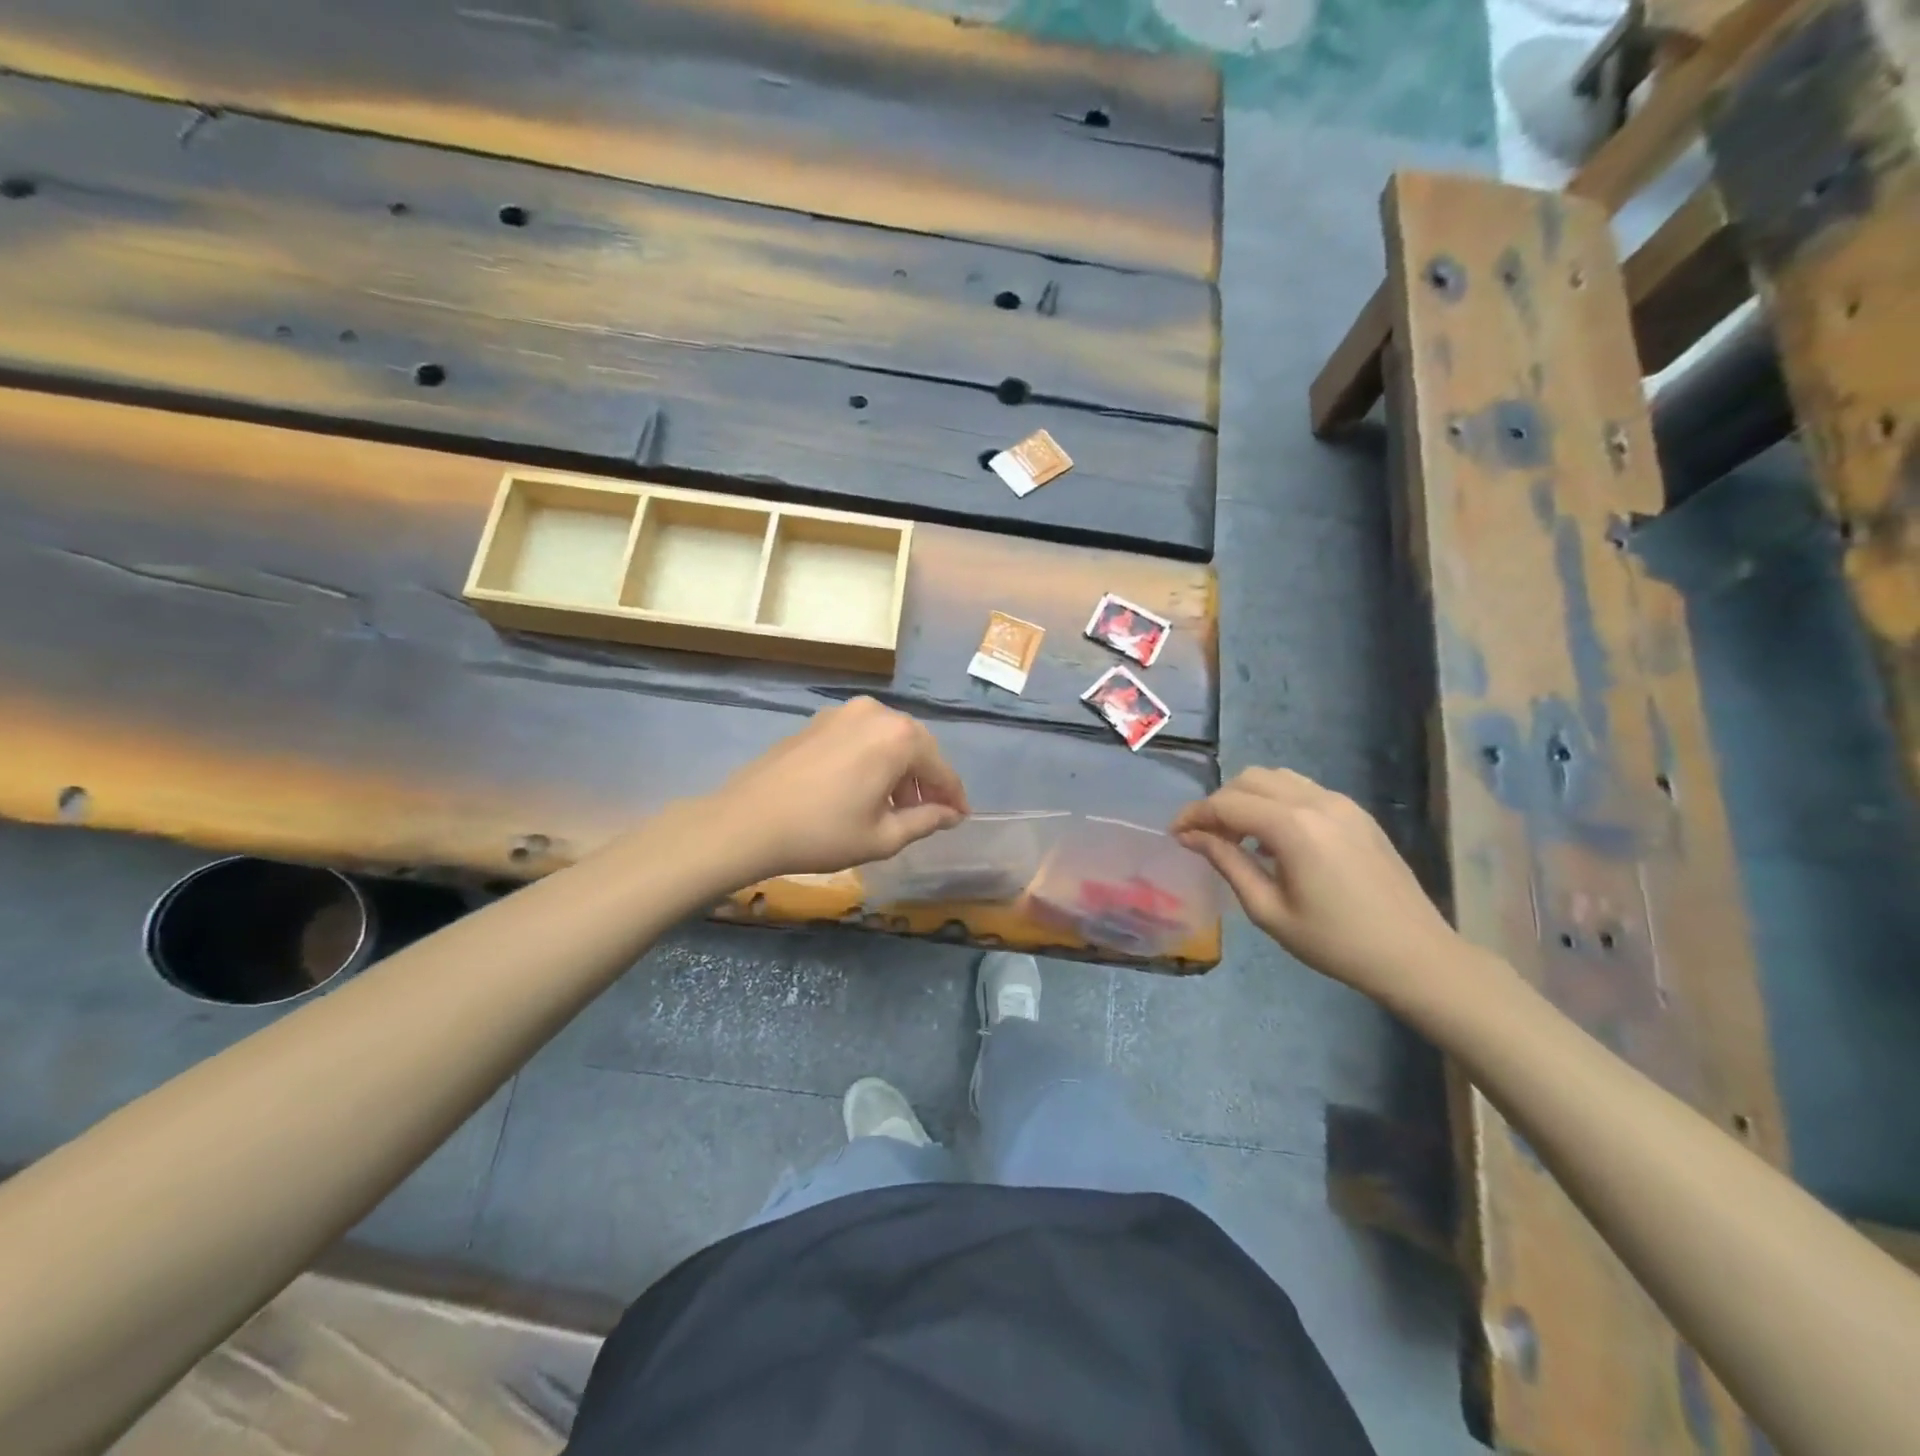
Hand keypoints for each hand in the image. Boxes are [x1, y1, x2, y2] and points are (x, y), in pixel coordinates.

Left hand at [706, 698, 968, 880]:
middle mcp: (876, 712)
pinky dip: (873, 758)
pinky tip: (864, 788)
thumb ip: (925, 820)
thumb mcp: (882, 836)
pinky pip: (861, 736)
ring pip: (888, 739)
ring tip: (896, 806)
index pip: (941, 767)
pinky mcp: (819, 720)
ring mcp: (844, 712)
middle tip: (930, 813)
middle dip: (926, 779)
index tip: (961, 818)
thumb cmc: (822, 832)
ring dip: (899, 769)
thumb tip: (951, 814)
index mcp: (899, 737)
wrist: (747, 821)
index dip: (954, 796)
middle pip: (916, 746)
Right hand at [1172, 768, 1474, 1003]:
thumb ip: (1227, 863)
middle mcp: (1316, 801)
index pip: (1227, 804)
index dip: (1194, 815)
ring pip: (1277, 778)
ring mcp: (1341, 803)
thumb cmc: (1335, 942)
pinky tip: (1273, 840)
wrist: (1415, 955)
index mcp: (1293, 827)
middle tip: (1204, 837)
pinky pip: (1303, 791)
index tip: (1174, 835)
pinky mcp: (1356, 813)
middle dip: (1219, 802)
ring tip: (1237, 835)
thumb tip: (1191, 837)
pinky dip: (1276, 802)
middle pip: (1249, 780)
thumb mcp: (1268, 910)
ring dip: (1247, 797)